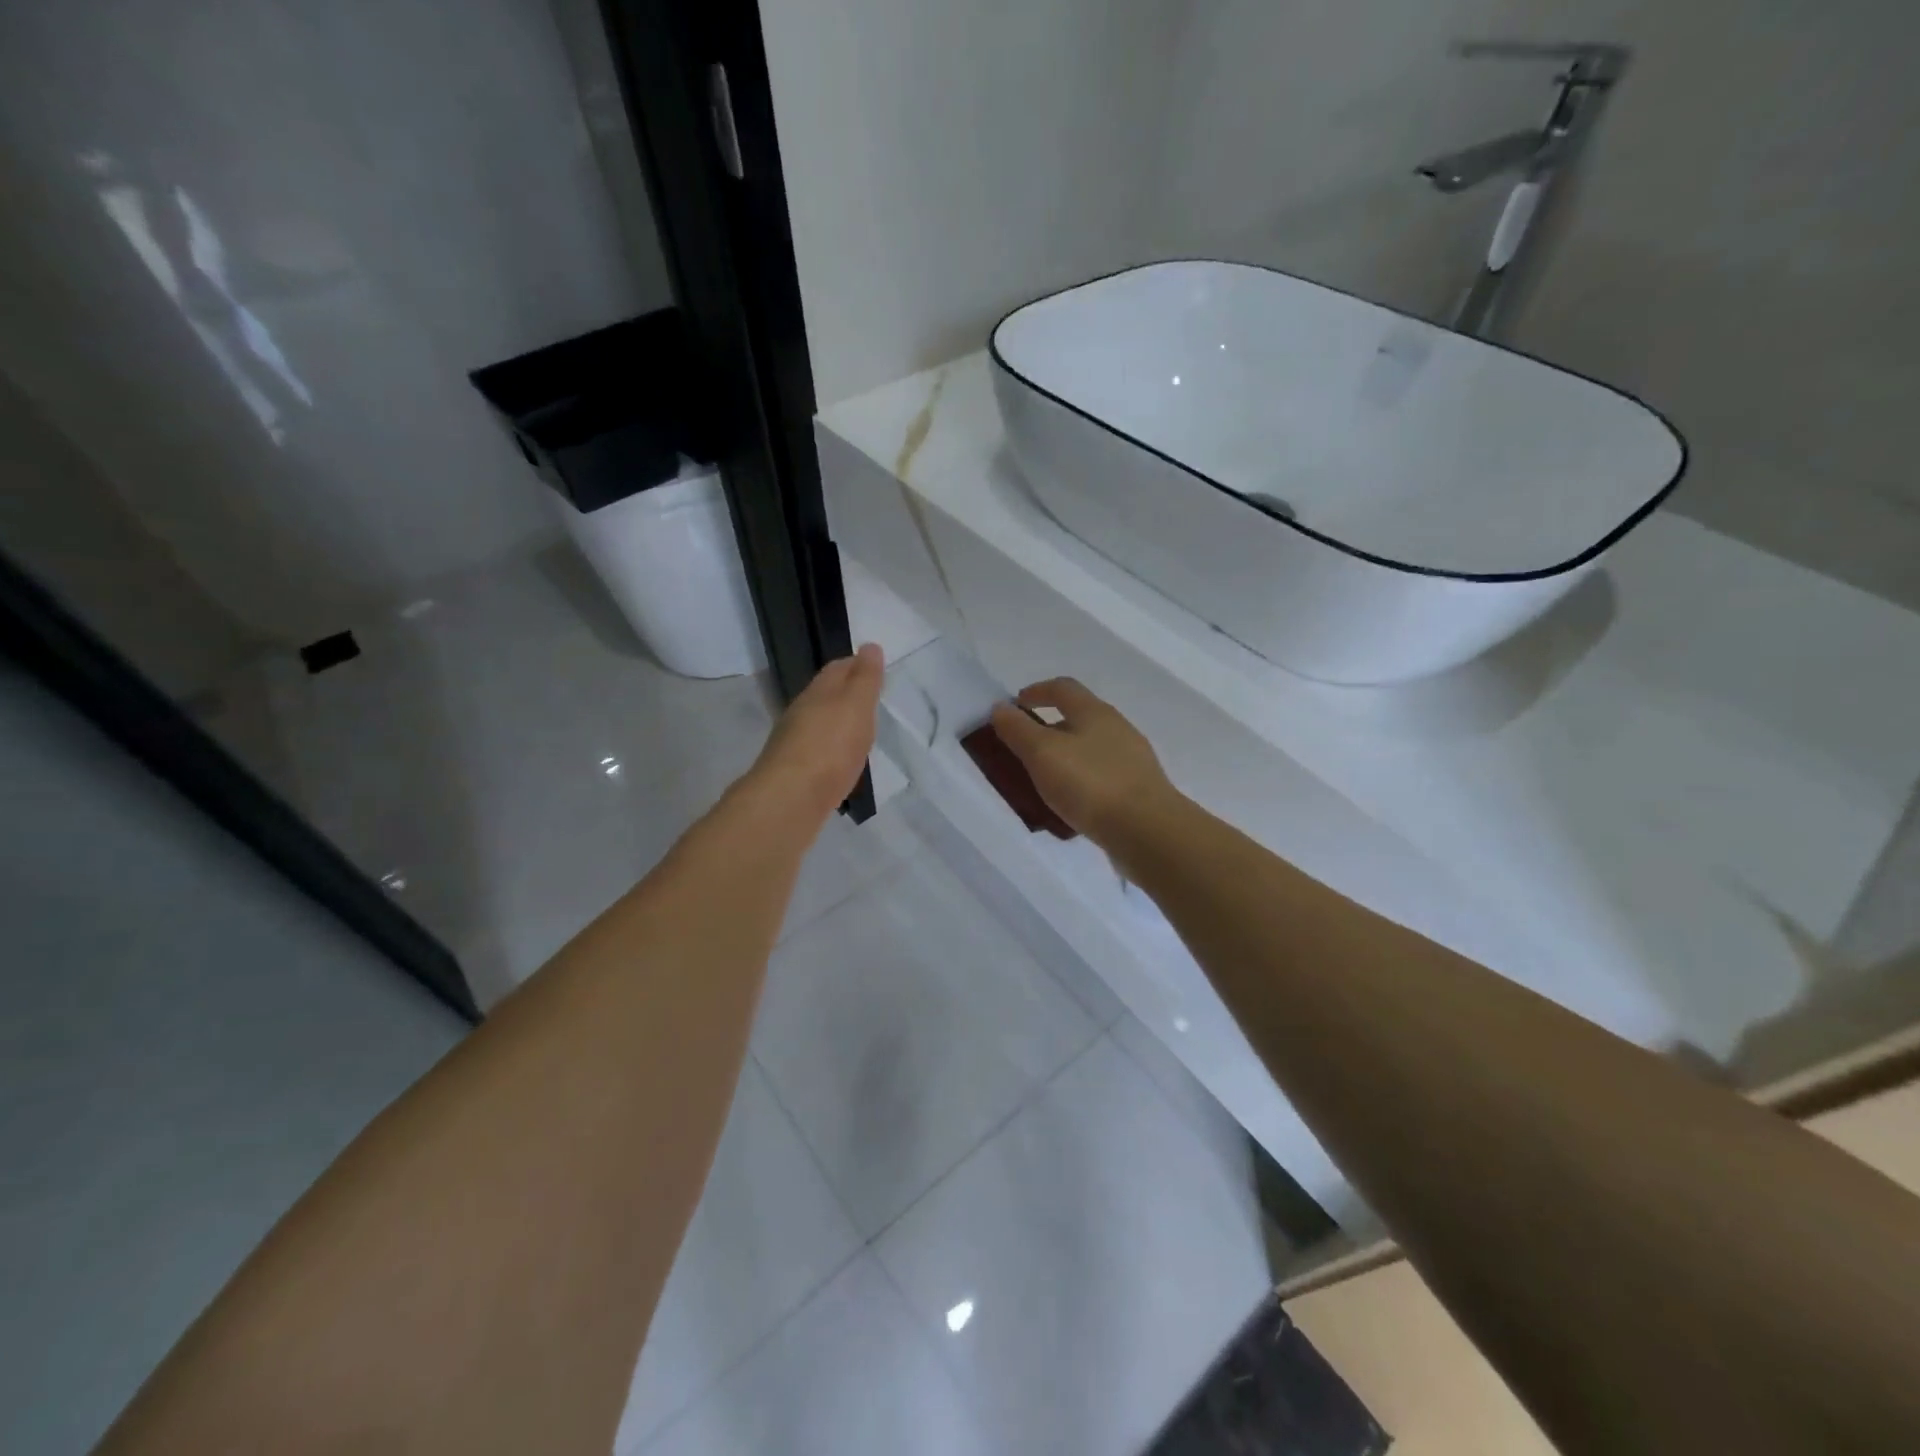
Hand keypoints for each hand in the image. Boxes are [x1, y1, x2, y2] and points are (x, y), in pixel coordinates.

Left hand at [748, 643, 884, 817]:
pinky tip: (840, 759)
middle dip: (845, 693)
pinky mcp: (795, 771)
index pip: (837, 669)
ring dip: (837, 722)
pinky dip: (831, 748)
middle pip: (825, 695)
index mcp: (818, 692)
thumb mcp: (857, 705)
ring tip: (858, 729)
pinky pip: (818, 750)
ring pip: (819, 723)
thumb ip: (865, 679)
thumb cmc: (831, 746)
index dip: (856, 664)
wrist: (791, 798)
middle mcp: (801, 712)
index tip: (873, 666)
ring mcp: (794, 742)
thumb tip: (870, 646)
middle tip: (868, 697)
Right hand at [989, 678, 1177, 842]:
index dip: (1036, 691)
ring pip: (1091, 749)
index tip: (1015, 704)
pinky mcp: (1139, 789)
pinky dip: (1081, 781)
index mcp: (1094, 711)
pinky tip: (1071, 804)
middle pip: (1078, 717)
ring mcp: (1132, 759)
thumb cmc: (1090, 784)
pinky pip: (1102, 776)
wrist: (1147, 830)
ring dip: (1066, 757)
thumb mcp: (1042, 754)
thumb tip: (1000, 708)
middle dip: (1049, 727)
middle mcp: (1117, 728)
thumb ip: (1018, 729)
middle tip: (1024, 748)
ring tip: (1044, 780)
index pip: (1062, 688)